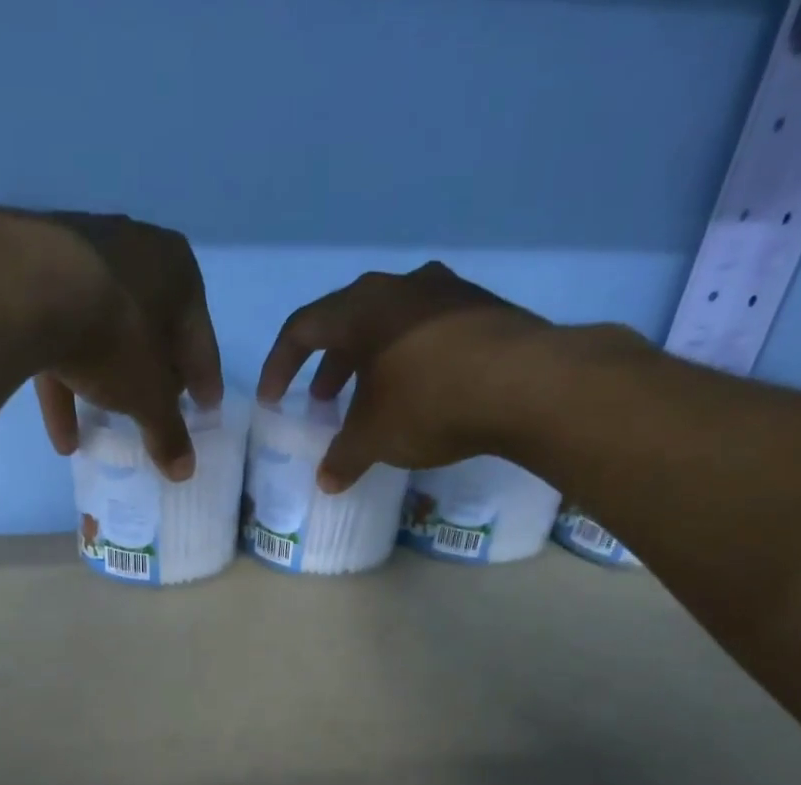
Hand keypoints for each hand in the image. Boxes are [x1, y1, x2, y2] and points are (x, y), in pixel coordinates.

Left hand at [0, 205, 222, 481]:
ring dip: (103, 389)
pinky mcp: (35, 274)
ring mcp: (80, 257)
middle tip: (157, 413)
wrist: (27, 288)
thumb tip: (184, 470)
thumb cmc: (116, 337)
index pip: (199, 338)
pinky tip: (62, 435)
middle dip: (152, 377)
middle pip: (150, 331)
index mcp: (178, 270)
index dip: (203, 380)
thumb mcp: (149, 396)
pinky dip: (64, 384)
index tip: (205, 408)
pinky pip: (59, 336)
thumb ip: (168, 433)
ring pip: (101, 335)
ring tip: (102, 435)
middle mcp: (134, 251)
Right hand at [259, 263, 551, 491]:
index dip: (279, 366)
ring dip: (370, 363)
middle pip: (348, 322)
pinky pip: (429, 332)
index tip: (273, 400)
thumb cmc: (429, 403)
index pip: (302, 329)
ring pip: (391, 325)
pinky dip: (410, 361)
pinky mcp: (483, 309)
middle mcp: (401, 287)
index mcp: (361, 308)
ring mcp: (447, 292)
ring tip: (370, 401)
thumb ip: (344, 457)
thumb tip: (327, 481)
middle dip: (328, 366)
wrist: (527, 385)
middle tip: (323, 401)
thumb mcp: (374, 438)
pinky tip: (419, 395)